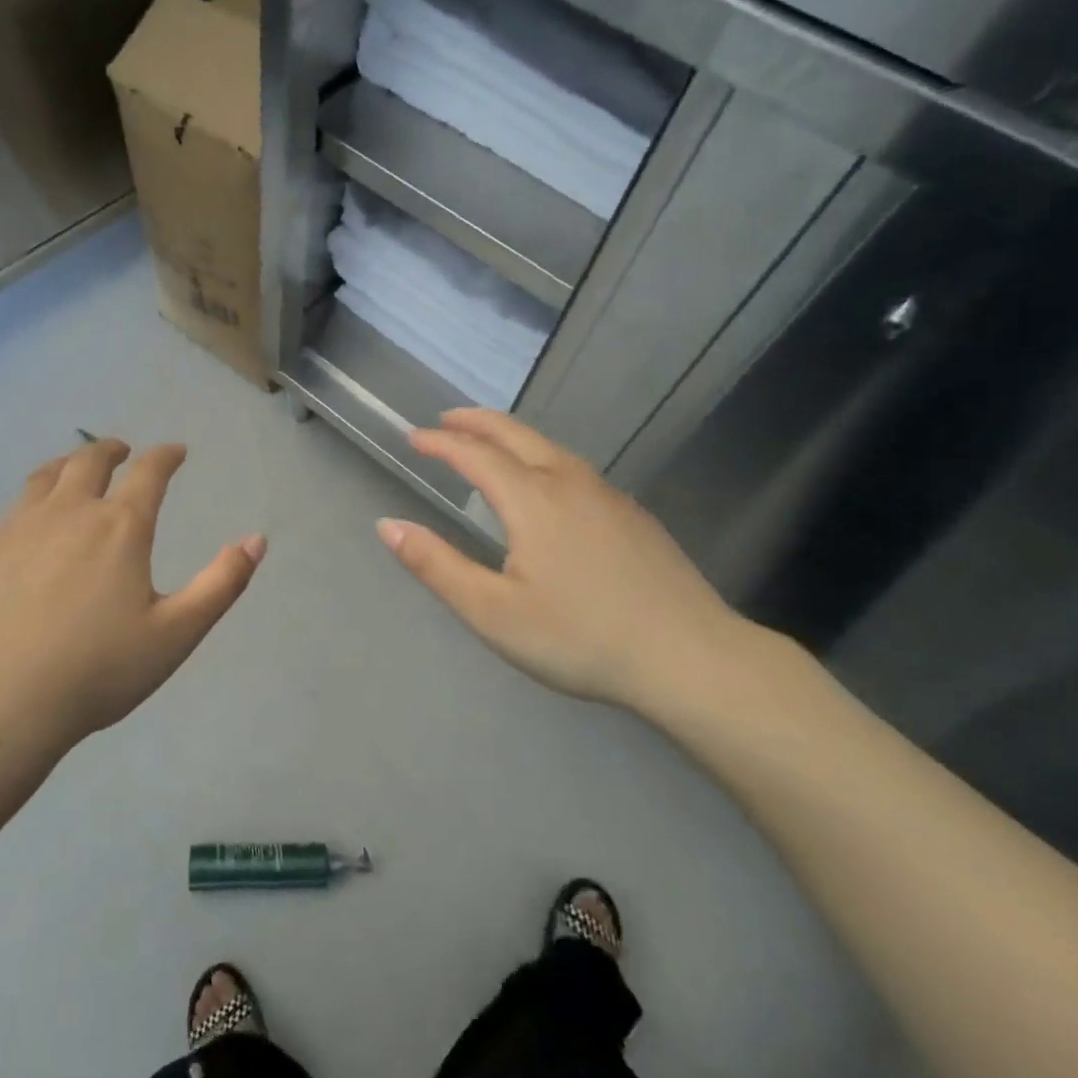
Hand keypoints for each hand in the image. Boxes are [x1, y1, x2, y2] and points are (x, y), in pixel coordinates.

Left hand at [0, 439, 265, 759]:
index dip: (166, 456)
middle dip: (110, 451)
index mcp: (119, 528)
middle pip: (88, 463)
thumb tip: (257, 539)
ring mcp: (14, 532)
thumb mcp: (177, 633)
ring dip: (60, 467)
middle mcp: (67, 514)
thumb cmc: (99, 671)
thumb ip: (222, 583)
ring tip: (69, 468)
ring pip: (38, 481)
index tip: (176, 450)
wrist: (1, 706)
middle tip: (121, 451)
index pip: (149, 474)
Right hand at [377, 408, 751, 715]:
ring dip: (511, 437)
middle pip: (515, 435)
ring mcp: (608, 495)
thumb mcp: (492, 612)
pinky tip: (547, 484)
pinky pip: (575, 468)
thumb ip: (436, 566)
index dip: (440, 443)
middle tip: (447, 420)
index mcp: (532, 499)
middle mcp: (569, 482)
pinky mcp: (633, 515)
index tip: (414, 437)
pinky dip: (543, 457)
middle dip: (476, 422)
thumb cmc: (580, 637)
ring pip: (550, 447)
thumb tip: (387, 525)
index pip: (475, 454)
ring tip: (489, 443)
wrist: (689, 657)